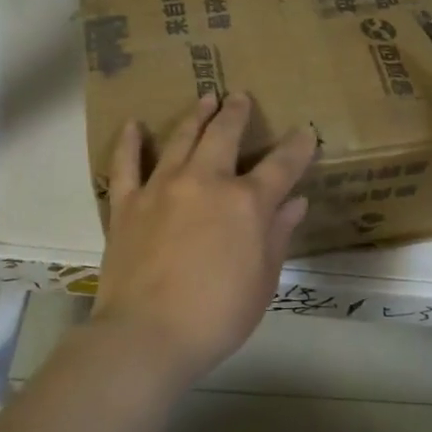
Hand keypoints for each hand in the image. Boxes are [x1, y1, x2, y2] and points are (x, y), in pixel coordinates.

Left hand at [91, 93, 317, 391]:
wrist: (148, 334)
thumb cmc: (218, 315)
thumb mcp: (263, 280)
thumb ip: (278, 235)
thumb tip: (295, 202)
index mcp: (246, 203)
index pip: (281, 165)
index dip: (297, 147)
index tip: (305, 132)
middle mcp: (205, 182)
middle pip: (224, 135)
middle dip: (237, 114)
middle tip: (240, 97)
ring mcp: (162, 187)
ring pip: (182, 139)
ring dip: (196, 115)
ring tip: (205, 99)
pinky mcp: (127, 203)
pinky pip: (126, 164)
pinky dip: (130, 142)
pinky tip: (134, 125)